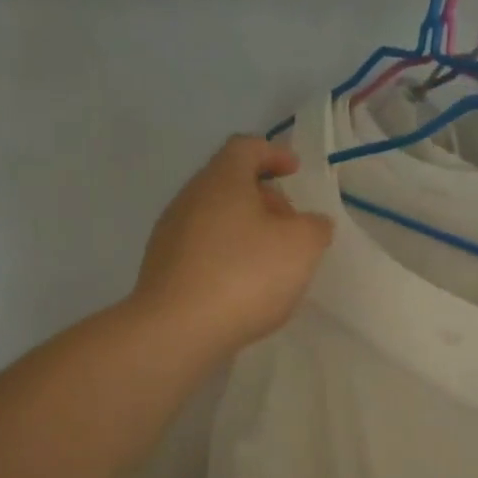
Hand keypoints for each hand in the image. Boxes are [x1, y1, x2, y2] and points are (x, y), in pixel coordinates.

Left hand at [133, 136, 333, 359]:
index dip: (274, 153)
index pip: (246, 147)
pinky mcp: (163, 268)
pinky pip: (202, 249)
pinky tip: (243, 285)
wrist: (178, 329)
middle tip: (290, 223)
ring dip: (245, 229)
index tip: (294, 170)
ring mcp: (171, 234)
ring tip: (271, 259)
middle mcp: (190, 198)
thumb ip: (314, 227)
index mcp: (222, 180)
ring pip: (215, 217)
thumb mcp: (301, 246)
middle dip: (264, 197)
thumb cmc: (245, 275)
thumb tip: (312, 223)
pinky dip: (227, 255)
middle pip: (229, 183)